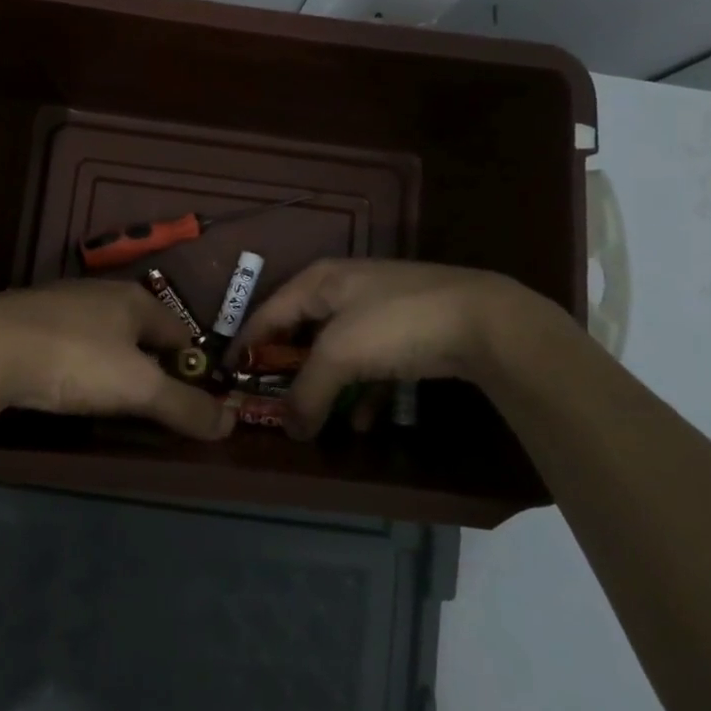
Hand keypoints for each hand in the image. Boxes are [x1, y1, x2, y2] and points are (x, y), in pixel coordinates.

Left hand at [0, 282, 234, 439]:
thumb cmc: (74, 360)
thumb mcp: (138, 389)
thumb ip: (185, 406)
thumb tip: (231, 422)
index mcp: (135, 299)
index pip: (181, 332)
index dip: (191, 367)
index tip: (190, 403)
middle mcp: (101, 292)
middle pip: (141, 333)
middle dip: (150, 367)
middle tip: (149, 407)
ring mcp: (61, 303)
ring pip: (103, 337)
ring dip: (112, 365)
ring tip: (108, 401)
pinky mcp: (28, 320)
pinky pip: (69, 343)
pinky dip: (77, 364)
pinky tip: (65, 385)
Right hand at [236, 259, 571, 439]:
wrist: (484, 321)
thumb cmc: (395, 324)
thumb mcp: (340, 355)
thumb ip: (307, 391)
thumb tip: (288, 429)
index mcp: (319, 281)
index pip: (268, 313)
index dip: (246, 343)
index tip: (226, 376)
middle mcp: (344, 290)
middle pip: (302, 333)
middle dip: (288, 371)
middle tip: (272, 404)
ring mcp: (378, 310)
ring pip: (338, 352)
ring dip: (327, 387)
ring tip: (317, 422)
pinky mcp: (408, 332)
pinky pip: (371, 365)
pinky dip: (363, 391)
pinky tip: (364, 421)